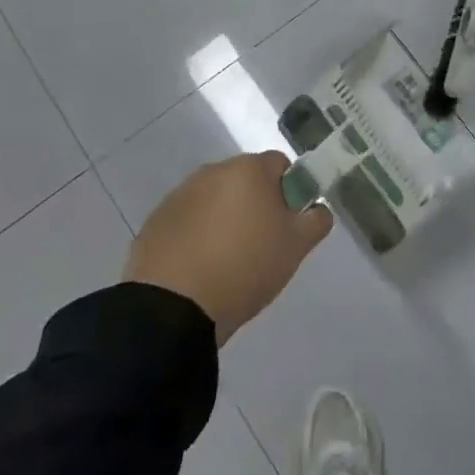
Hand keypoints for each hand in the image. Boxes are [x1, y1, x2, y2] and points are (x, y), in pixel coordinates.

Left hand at [124, 152, 331, 343]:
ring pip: (214, 199)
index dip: (289, 192)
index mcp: (249, 169)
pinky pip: (187, 220)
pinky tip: (197, 267)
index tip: (286, 225)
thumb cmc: (244, 268)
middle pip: (245, 180)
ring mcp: (180, 195)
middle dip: (254, 204)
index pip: (280, 165)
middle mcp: (213, 171)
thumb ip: (316, 220)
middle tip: (260, 244)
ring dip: (223, 218)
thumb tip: (318, 208)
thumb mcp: (295, 248)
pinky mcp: (155, 221)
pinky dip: (195, 234)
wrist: (172, 309)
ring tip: (225, 261)